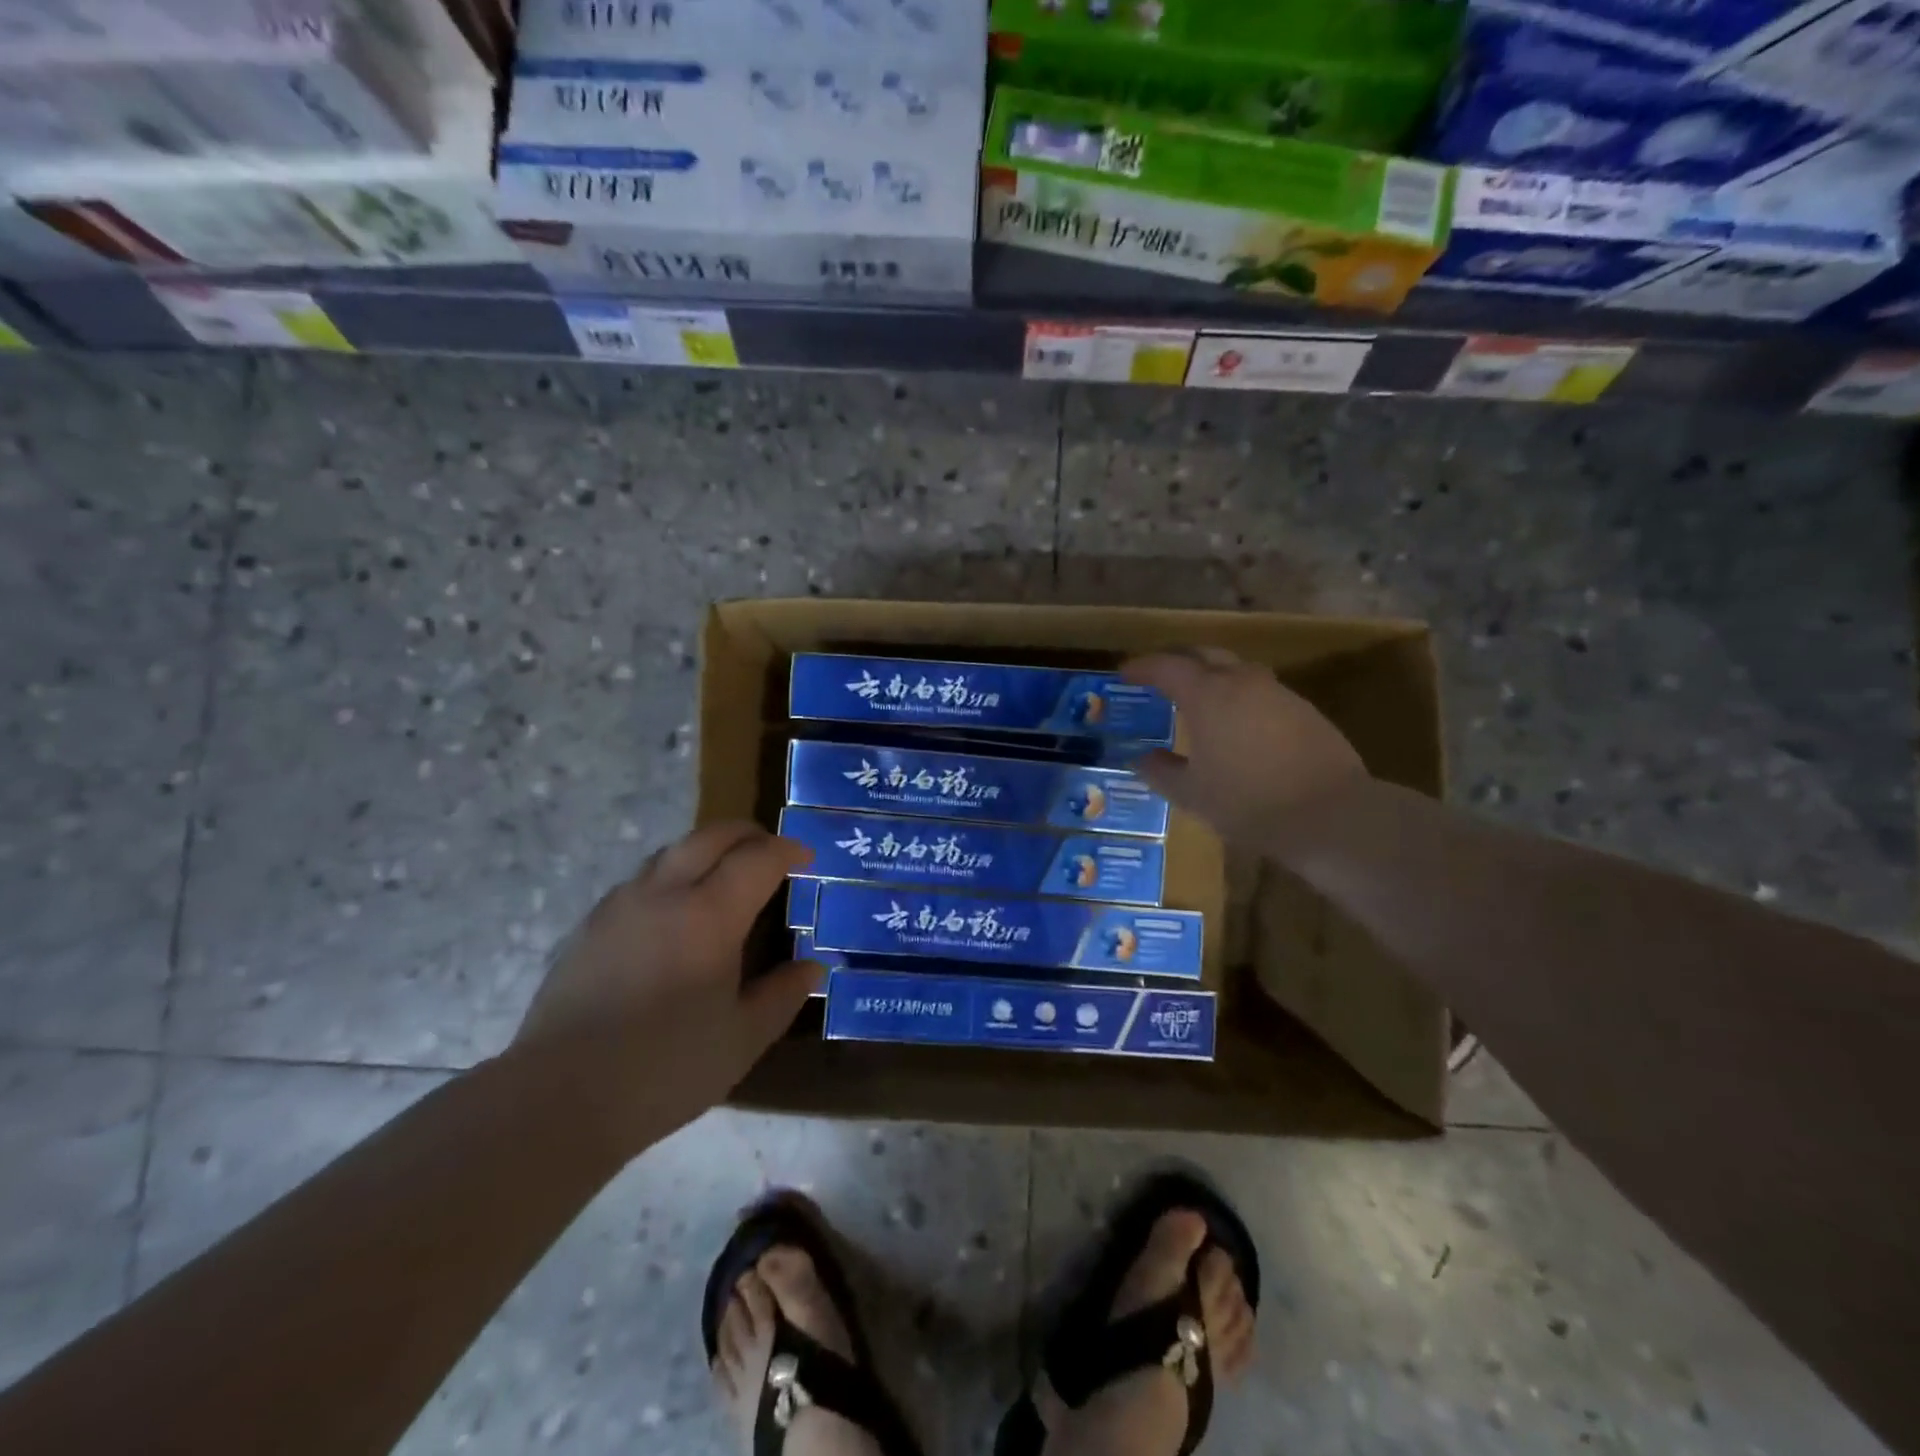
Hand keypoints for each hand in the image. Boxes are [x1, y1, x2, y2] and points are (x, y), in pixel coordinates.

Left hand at [511, 823, 820, 1149]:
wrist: (559, 1097)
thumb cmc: (666, 1068)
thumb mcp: (743, 1038)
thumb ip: (782, 995)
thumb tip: (811, 967)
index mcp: (710, 914)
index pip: (758, 858)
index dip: (788, 850)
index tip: (806, 857)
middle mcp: (664, 893)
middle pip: (711, 836)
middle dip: (748, 834)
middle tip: (770, 850)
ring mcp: (620, 906)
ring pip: (670, 852)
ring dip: (706, 850)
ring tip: (724, 876)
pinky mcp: (589, 927)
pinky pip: (641, 880)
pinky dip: (671, 876)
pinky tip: (673, 914)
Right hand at [1123, 648, 1367, 845]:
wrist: (1331, 815)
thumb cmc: (1248, 802)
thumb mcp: (1191, 794)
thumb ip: (1160, 771)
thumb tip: (1140, 759)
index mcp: (1207, 695)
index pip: (1167, 666)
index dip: (1142, 667)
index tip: (1125, 672)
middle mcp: (1242, 681)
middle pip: (1204, 654)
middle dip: (1178, 661)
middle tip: (1159, 677)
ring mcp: (1278, 693)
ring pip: (1236, 670)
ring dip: (1212, 677)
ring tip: (1197, 700)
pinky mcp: (1304, 710)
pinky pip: (1260, 692)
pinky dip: (1239, 697)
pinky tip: (1237, 724)